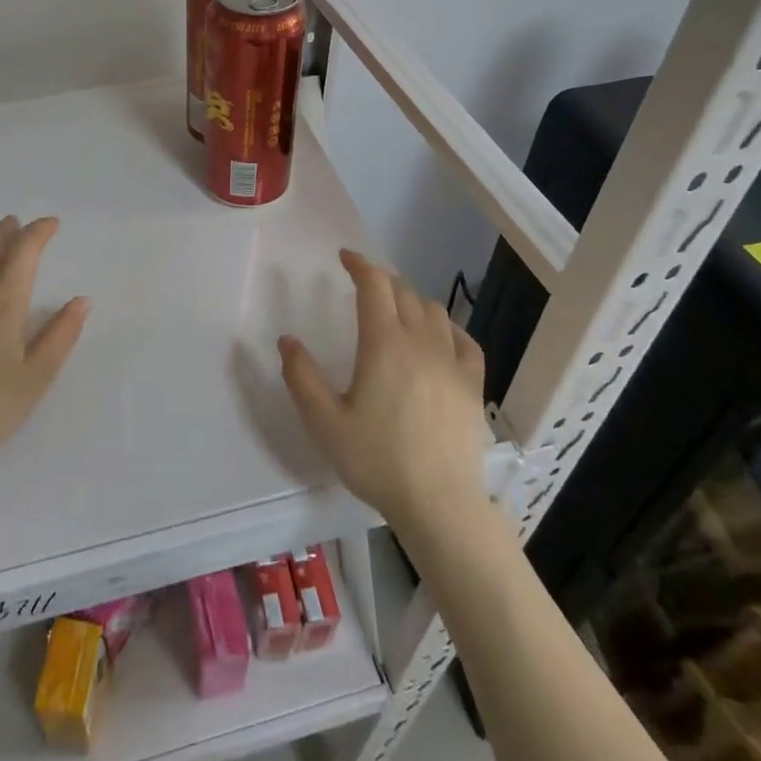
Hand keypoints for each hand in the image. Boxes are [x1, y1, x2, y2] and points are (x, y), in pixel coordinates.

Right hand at [278, 249, 489, 530]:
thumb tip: (287, 340)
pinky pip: (464, 340)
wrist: (438, 503)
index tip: (345, 257)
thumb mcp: (324, 422)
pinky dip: (447, 328)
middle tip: (364, 289)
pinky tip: (439, 338)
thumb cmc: (376, 460)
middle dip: (382, 282)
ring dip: (411, 301)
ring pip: (434, 312)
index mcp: (383, 345)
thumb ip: (301, 377)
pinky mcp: (472, 384)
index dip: (359, 264)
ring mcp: (452, 362)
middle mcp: (421, 343)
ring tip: (396, 313)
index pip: (374, 285)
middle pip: (404, 293)